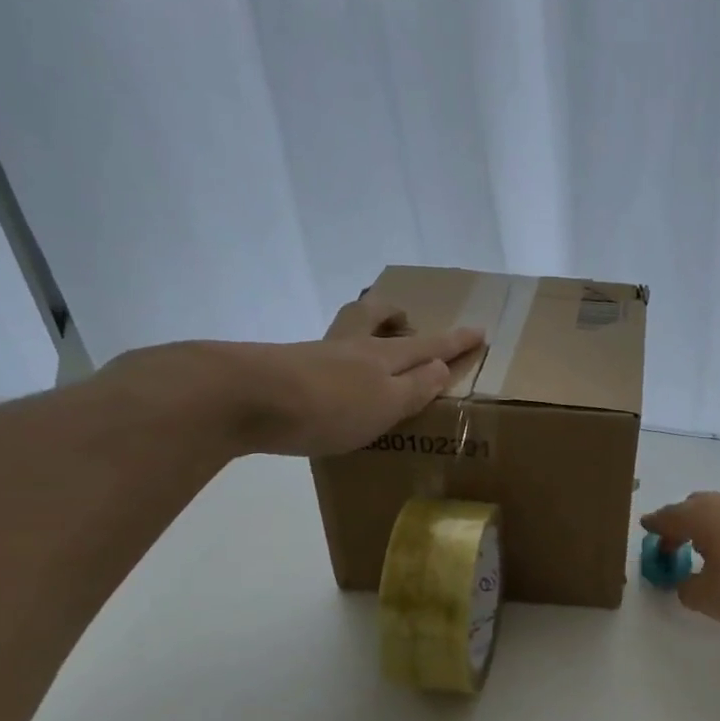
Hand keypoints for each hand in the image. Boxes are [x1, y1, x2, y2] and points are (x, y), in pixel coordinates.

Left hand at [164, 297, 484, 457]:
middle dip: (393, 314)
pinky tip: (328, 385)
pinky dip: (333, 364)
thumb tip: (441, 366)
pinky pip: (318, 358)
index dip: (455, 341)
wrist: (241, 398)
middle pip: (372, 316)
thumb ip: (416, 387)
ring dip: (361, 333)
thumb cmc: (327, 406)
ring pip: (343, 332)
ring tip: (368, 352)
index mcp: (382, 357)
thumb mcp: (385, 403)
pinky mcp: (281, 370)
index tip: (479, 330)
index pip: (428, 346)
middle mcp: (349, 348)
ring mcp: (312, 355)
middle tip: (404, 319)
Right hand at [641, 492, 719, 630]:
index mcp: (702, 515)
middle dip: (681, 524)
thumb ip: (687, 589)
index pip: (669, 516)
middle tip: (673, 544)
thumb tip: (686, 582)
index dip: (655, 525)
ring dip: (711, 528)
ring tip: (708, 552)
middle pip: (696, 507)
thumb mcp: (709, 598)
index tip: (646, 528)